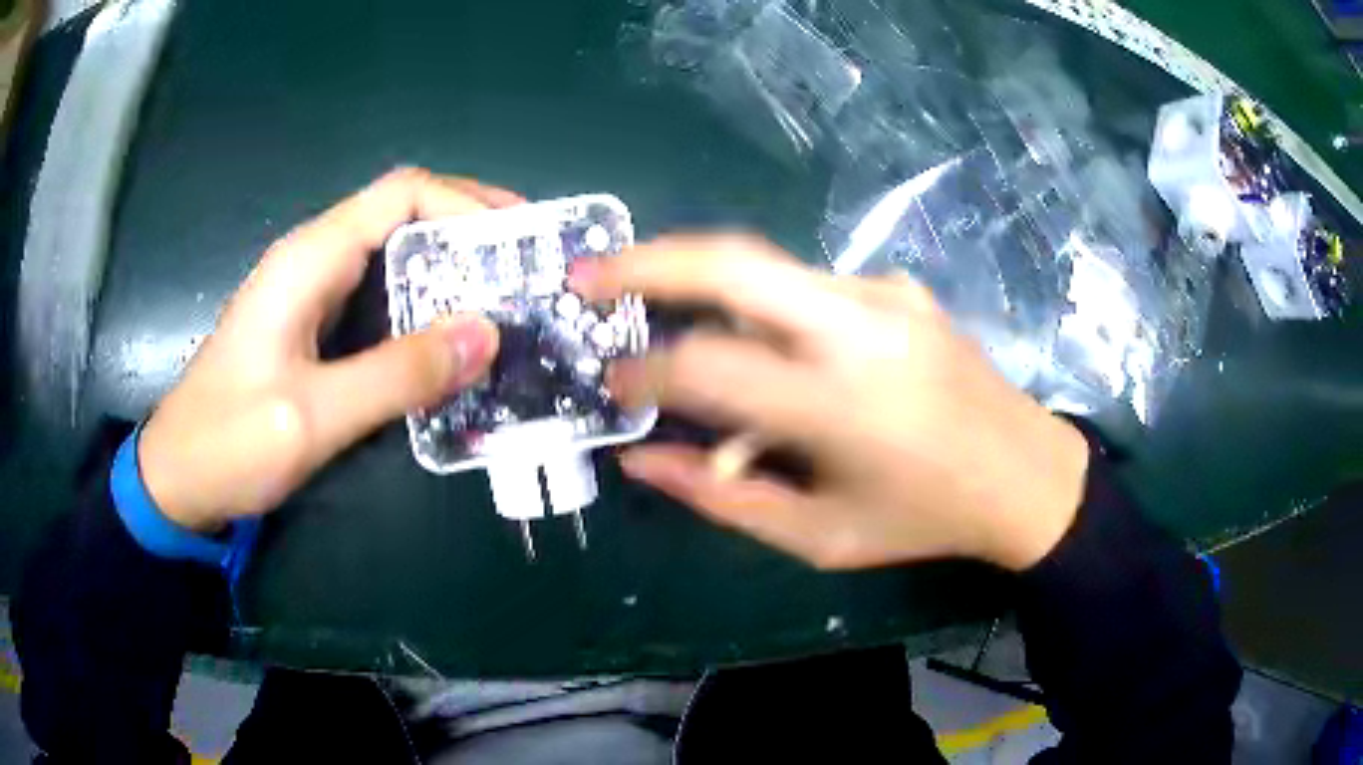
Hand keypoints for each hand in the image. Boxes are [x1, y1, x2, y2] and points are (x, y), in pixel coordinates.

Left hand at [139, 169, 519, 532]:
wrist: (178, 480)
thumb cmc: (229, 443)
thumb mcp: (314, 415)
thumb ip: (398, 374)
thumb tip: (488, 335)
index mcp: (309, 259)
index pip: (402, 194)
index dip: (465, 204)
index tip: (517, 241)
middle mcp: (313, 259)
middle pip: (402, 214)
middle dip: (468, 230)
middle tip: (525, 268)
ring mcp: (310, 293)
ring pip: (392, 256)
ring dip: (449, 271)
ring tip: (504, 303)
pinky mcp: (311, 327)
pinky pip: (377, 298)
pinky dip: (422, 308)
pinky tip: (450, 341)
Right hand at [573, 235, 1090, 571]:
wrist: (1026, 473)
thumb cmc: (924, 519)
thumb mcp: (820, 537)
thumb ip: (724, 500)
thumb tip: (643, 461)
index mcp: (840, 404)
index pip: (707, 366)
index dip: (644, 373)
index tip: (612, 384)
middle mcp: (860, 327)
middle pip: (731, 263)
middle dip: (646, 261)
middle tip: (588, 273)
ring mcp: (884, 294)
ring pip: (765, 269)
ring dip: (705, 288)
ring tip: (668, 319)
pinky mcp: (899, 286)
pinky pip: (809, 287)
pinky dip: (769, 310)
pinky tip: (779, 354)